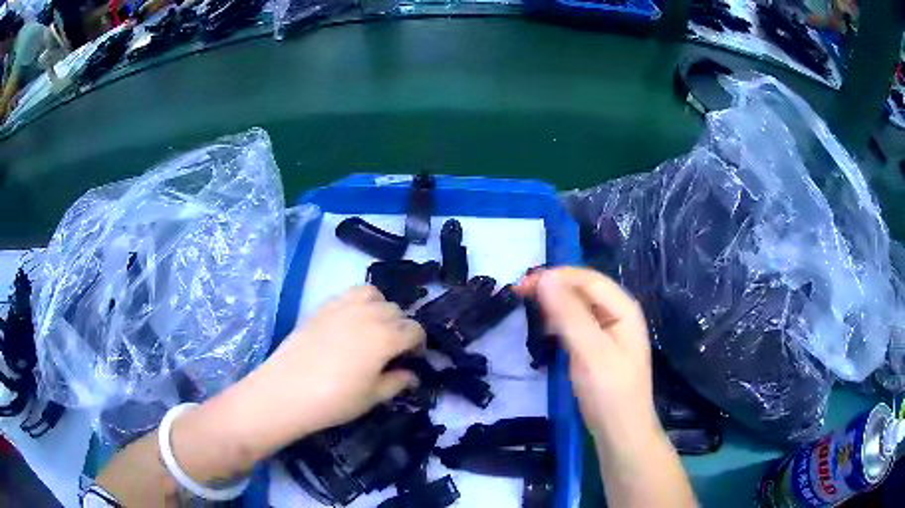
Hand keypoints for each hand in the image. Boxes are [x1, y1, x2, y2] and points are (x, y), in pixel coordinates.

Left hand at [209, 286, 424, 461]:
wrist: (286, 391)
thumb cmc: (335, 400)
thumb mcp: (372, 397)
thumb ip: (397, 382)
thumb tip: (412, 375)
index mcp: (386, 337)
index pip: (415, 330)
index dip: (418, 344)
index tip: (411, 359)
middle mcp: (369, 315)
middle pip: (397, 312)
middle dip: (401, 329)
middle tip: (392, 351)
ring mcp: (344, 307)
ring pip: (375, 296)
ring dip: (382, 310)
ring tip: (373, 330)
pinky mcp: (324, 306)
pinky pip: (351, 294)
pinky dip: (360, 302)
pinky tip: (351, 323)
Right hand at [517, 268, 655, 442]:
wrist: (620, 433)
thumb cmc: (609, 393)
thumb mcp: (589, 352)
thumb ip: (569, 315)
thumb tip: (545, 279)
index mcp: (624, 309)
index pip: (589, 280)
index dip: (557, 277)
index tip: (523, 283)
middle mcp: (619, 315)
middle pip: (585, 290)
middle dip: (554, 287)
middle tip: (520, 292)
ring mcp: (610, 332)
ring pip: (580, 306)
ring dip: (555, 302)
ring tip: (528, 305)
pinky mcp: (599, 348)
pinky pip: (578, 324)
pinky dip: (560, 321)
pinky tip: (546, 328)